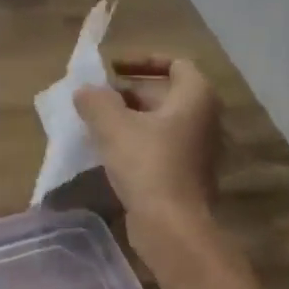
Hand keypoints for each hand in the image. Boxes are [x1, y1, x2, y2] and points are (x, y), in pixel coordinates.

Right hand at [73, 54, 222, 248]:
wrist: (172, 226)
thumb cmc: (147, 164)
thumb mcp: (112, 125)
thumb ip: (95, 100)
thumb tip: (85, 91)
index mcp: (195, 97)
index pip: (175, 63)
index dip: (142, 61)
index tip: (112, 69)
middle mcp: (204, 119)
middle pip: (163, 93)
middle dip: (127, 93)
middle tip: (95, 99)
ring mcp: (198, 149)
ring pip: (158, 122)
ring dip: (127, 119)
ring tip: (94, 124)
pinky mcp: (186, 174)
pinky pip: (159, 146)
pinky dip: (135, 142)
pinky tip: (107, 152)